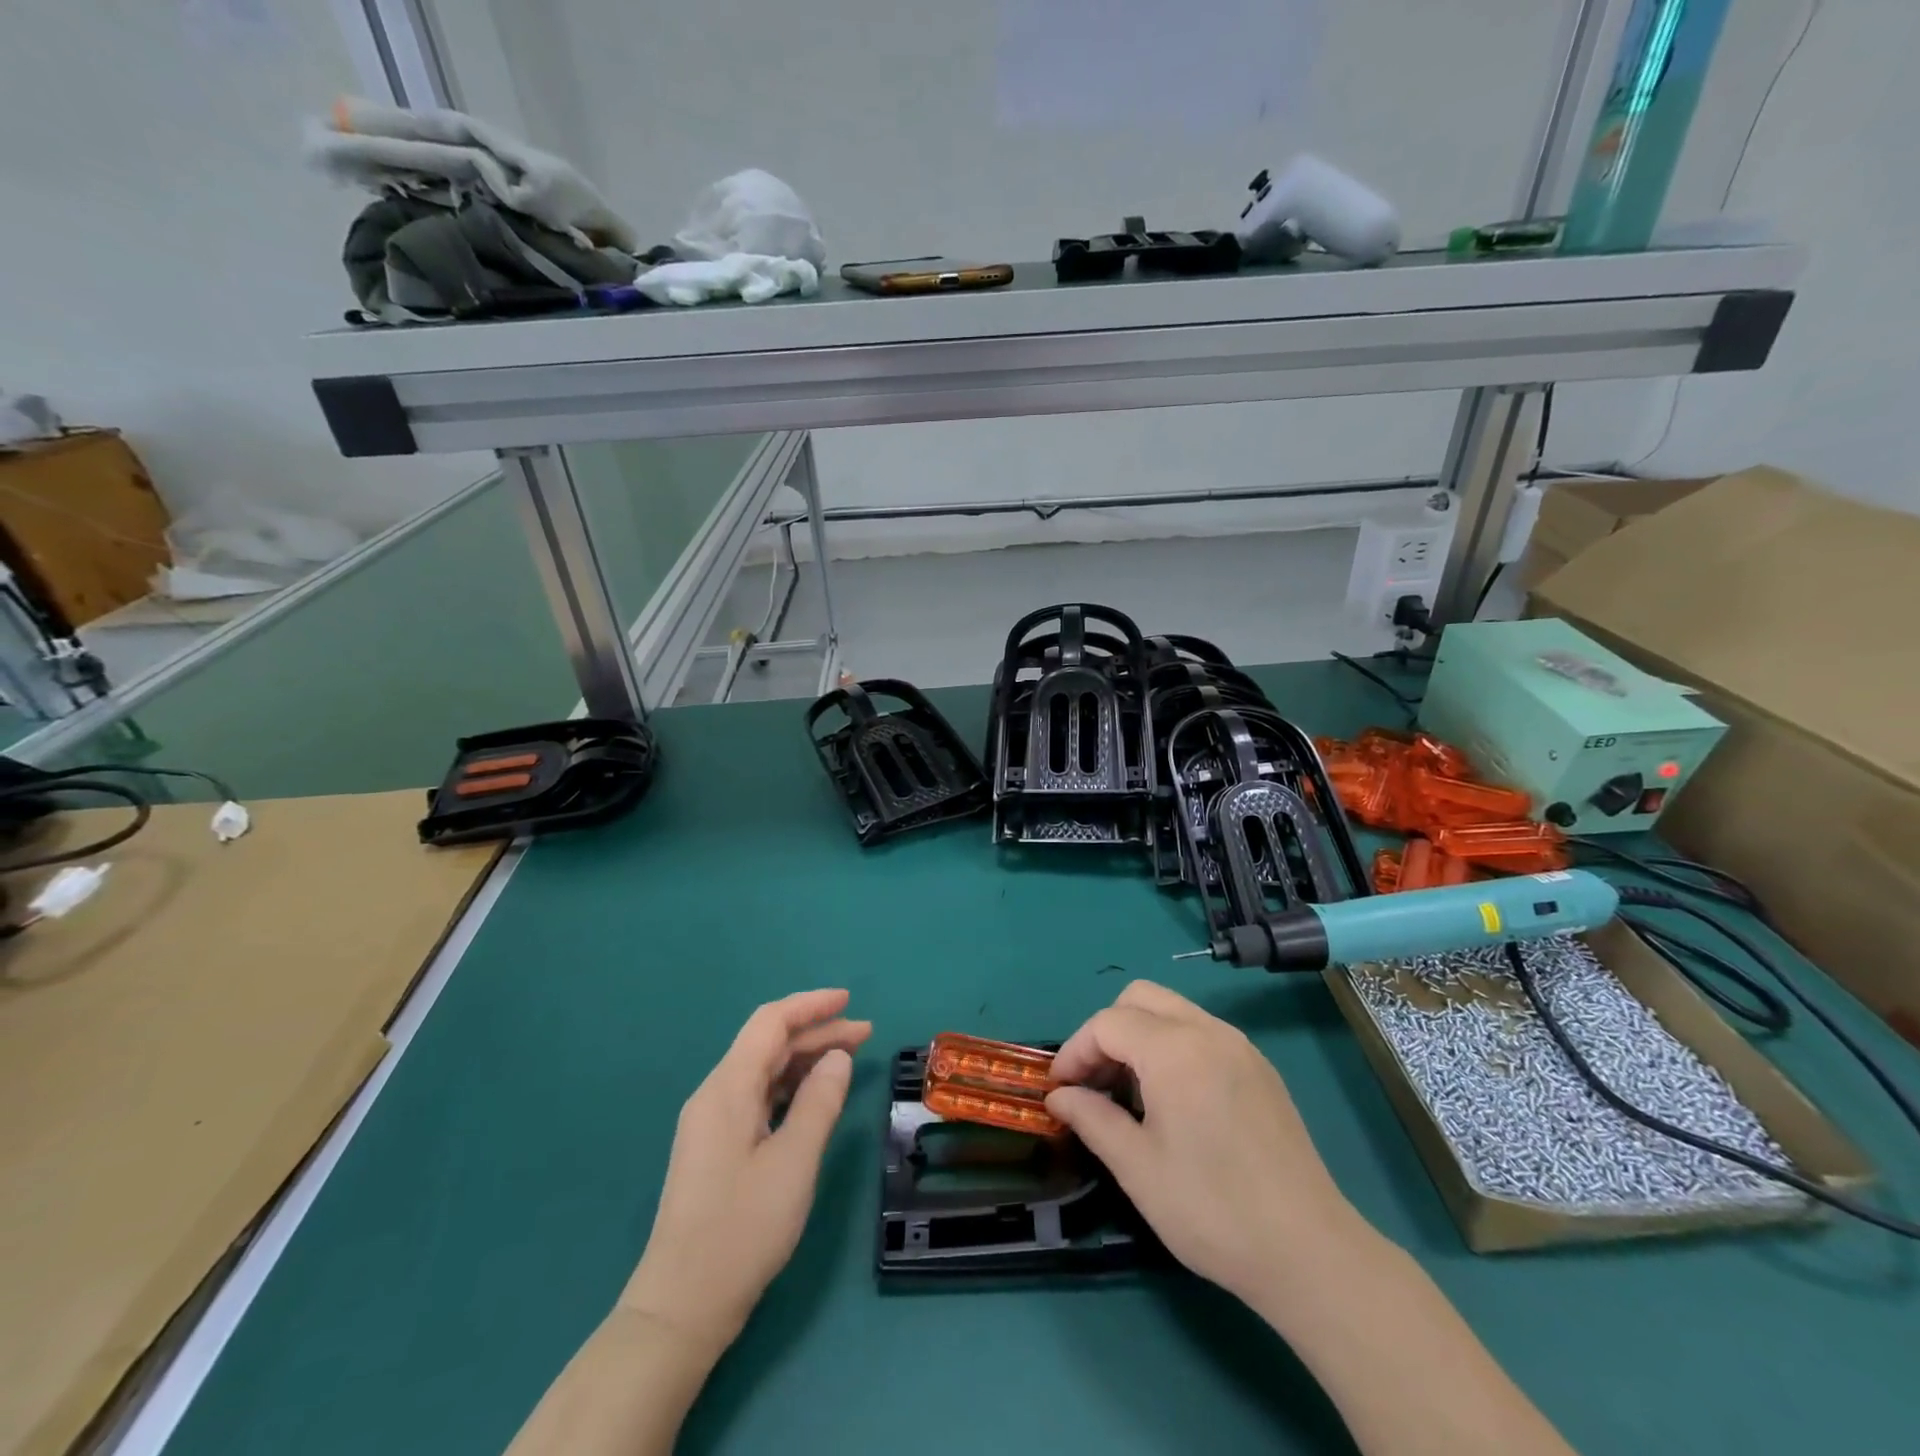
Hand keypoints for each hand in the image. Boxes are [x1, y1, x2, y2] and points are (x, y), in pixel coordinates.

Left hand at [620, 989, 870, 1354]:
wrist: (681, 1308)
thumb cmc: (742, 1230)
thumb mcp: (794, 1162)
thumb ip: (820, 1102)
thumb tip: (838, 1057)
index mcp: (727, 1088)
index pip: (771, 1022)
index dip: (811, 1005)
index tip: (850, 1001)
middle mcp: (715, 1095)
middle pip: (768, 1044)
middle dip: (816, 1032)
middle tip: (865, 1034)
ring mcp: (712, 1123)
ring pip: (764, 1071)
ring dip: (805, 1059)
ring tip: (849, 1059)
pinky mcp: (716, 1148)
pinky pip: (758, 1097)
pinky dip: (791, 1087)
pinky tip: (816, 1096)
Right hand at [1045, 980, 1365, 1312]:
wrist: (1309, 1252)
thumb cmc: (1212, 1210)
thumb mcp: (1137, 1167)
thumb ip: (1092, 1119)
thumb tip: (1058, 1096)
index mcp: (1174, 1049)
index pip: (1107, 1023)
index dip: (1076, 1050)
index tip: (1060, 1089)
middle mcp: (1207, 1031)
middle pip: (1140, 999)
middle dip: (1106, 1031)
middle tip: (1094, 1082)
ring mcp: (1239, 1046)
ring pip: (1172, 1010)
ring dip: (1140, 1035)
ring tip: (1129, 1093)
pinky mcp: (1260, 1068)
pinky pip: (1202, 1032)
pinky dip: (1173, 1046)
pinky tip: (1173, 1099)